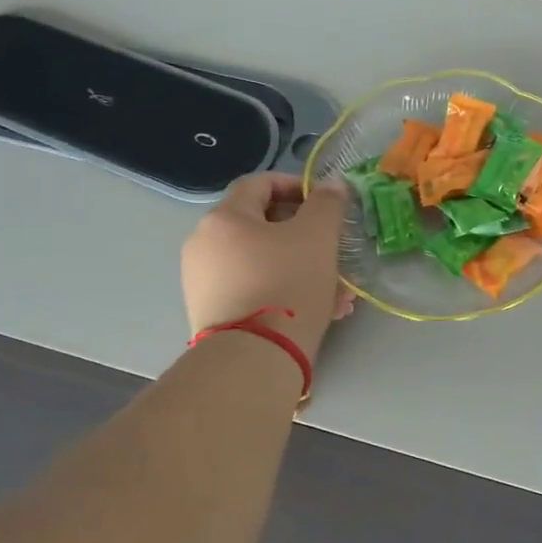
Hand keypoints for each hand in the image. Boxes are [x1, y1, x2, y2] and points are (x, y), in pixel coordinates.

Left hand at [182, 173, 352, 362]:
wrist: (254, 358)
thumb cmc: (287, 284)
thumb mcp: (318, 236)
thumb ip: (327, 203)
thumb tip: (332, 184)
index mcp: (224, 219)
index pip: (259, 183)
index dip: (295, 184)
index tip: (325, 202)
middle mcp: (204, 245)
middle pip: (261, 225)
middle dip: (305, 234)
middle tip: (335, 249)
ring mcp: (204, 282)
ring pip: (263, 262)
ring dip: (302, 267)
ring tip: (338, 290)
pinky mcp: (212, 314)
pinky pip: (254, 289)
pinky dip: (284, 291)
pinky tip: (320, 310)